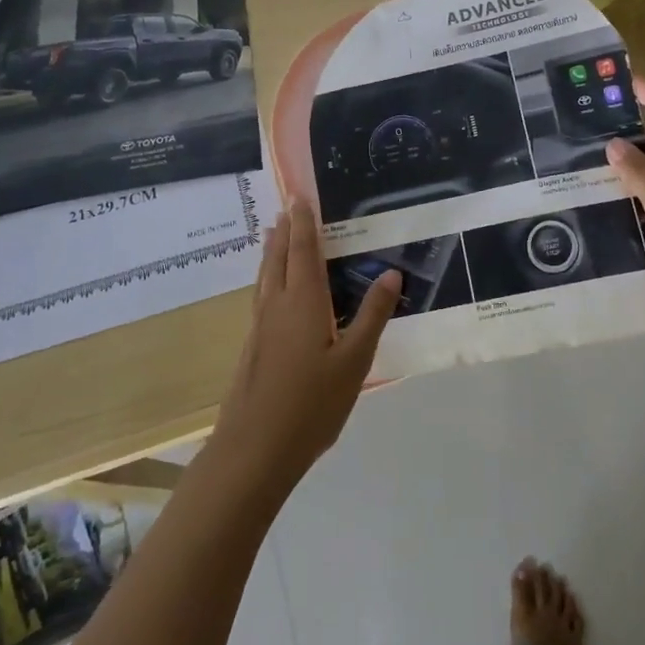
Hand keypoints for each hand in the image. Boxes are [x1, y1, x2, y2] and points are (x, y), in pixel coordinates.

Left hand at [211, 201, 401, 495]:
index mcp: (303, 302)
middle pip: (278, 257)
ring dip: (272, 250)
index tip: (300, 196)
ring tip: (274, 233)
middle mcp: (276, 305)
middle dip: (285, 230)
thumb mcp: (355, 360)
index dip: (304, 222)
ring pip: (265, 275)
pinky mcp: (253, 346)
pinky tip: (271, 288)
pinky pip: (261, 294)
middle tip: (288, 205)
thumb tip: (391, 273)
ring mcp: (260, 326)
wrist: (255, 448)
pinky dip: (268, 275)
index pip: (304, 250)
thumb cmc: (312, 403)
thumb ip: (372, 315)